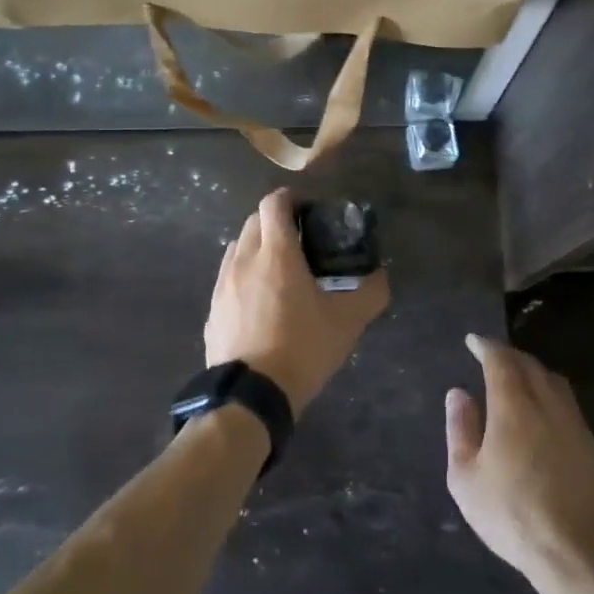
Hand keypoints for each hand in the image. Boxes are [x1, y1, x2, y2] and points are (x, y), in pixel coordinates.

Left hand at [204, 189, 389, 413]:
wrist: (251, 395)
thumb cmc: (302, 348)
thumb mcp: (348, 321)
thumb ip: (370, 292)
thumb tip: (381, 276)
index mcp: (276, 253)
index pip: (273, 203)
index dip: (290, 198)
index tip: (308, 209)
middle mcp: (243, 260)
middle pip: (253, 222)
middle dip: (275, 221)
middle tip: (300, 240)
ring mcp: (223, 286)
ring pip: (237, 249)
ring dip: (257, 248)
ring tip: (279, 270)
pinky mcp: (213, 311)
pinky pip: (228, 279)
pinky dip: (244, 277)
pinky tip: (259, 303)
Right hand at [446, 335, 593, 588]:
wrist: (575, 548)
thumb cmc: (511, 513)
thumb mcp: (466, 477)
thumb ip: (460, 429)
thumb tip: (458, 393)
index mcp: (513, 406)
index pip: (500, 360)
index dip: (485, 346)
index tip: (473, 341)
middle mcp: (545, 403)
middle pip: (528, 364)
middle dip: (507, 354)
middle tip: (490, 355)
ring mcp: (571, 420)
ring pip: (551, 379)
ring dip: (531, 369)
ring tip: (515, 376)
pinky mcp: (588, 440)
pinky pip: (565, 398)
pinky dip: (547, 389)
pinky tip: (540, 406)